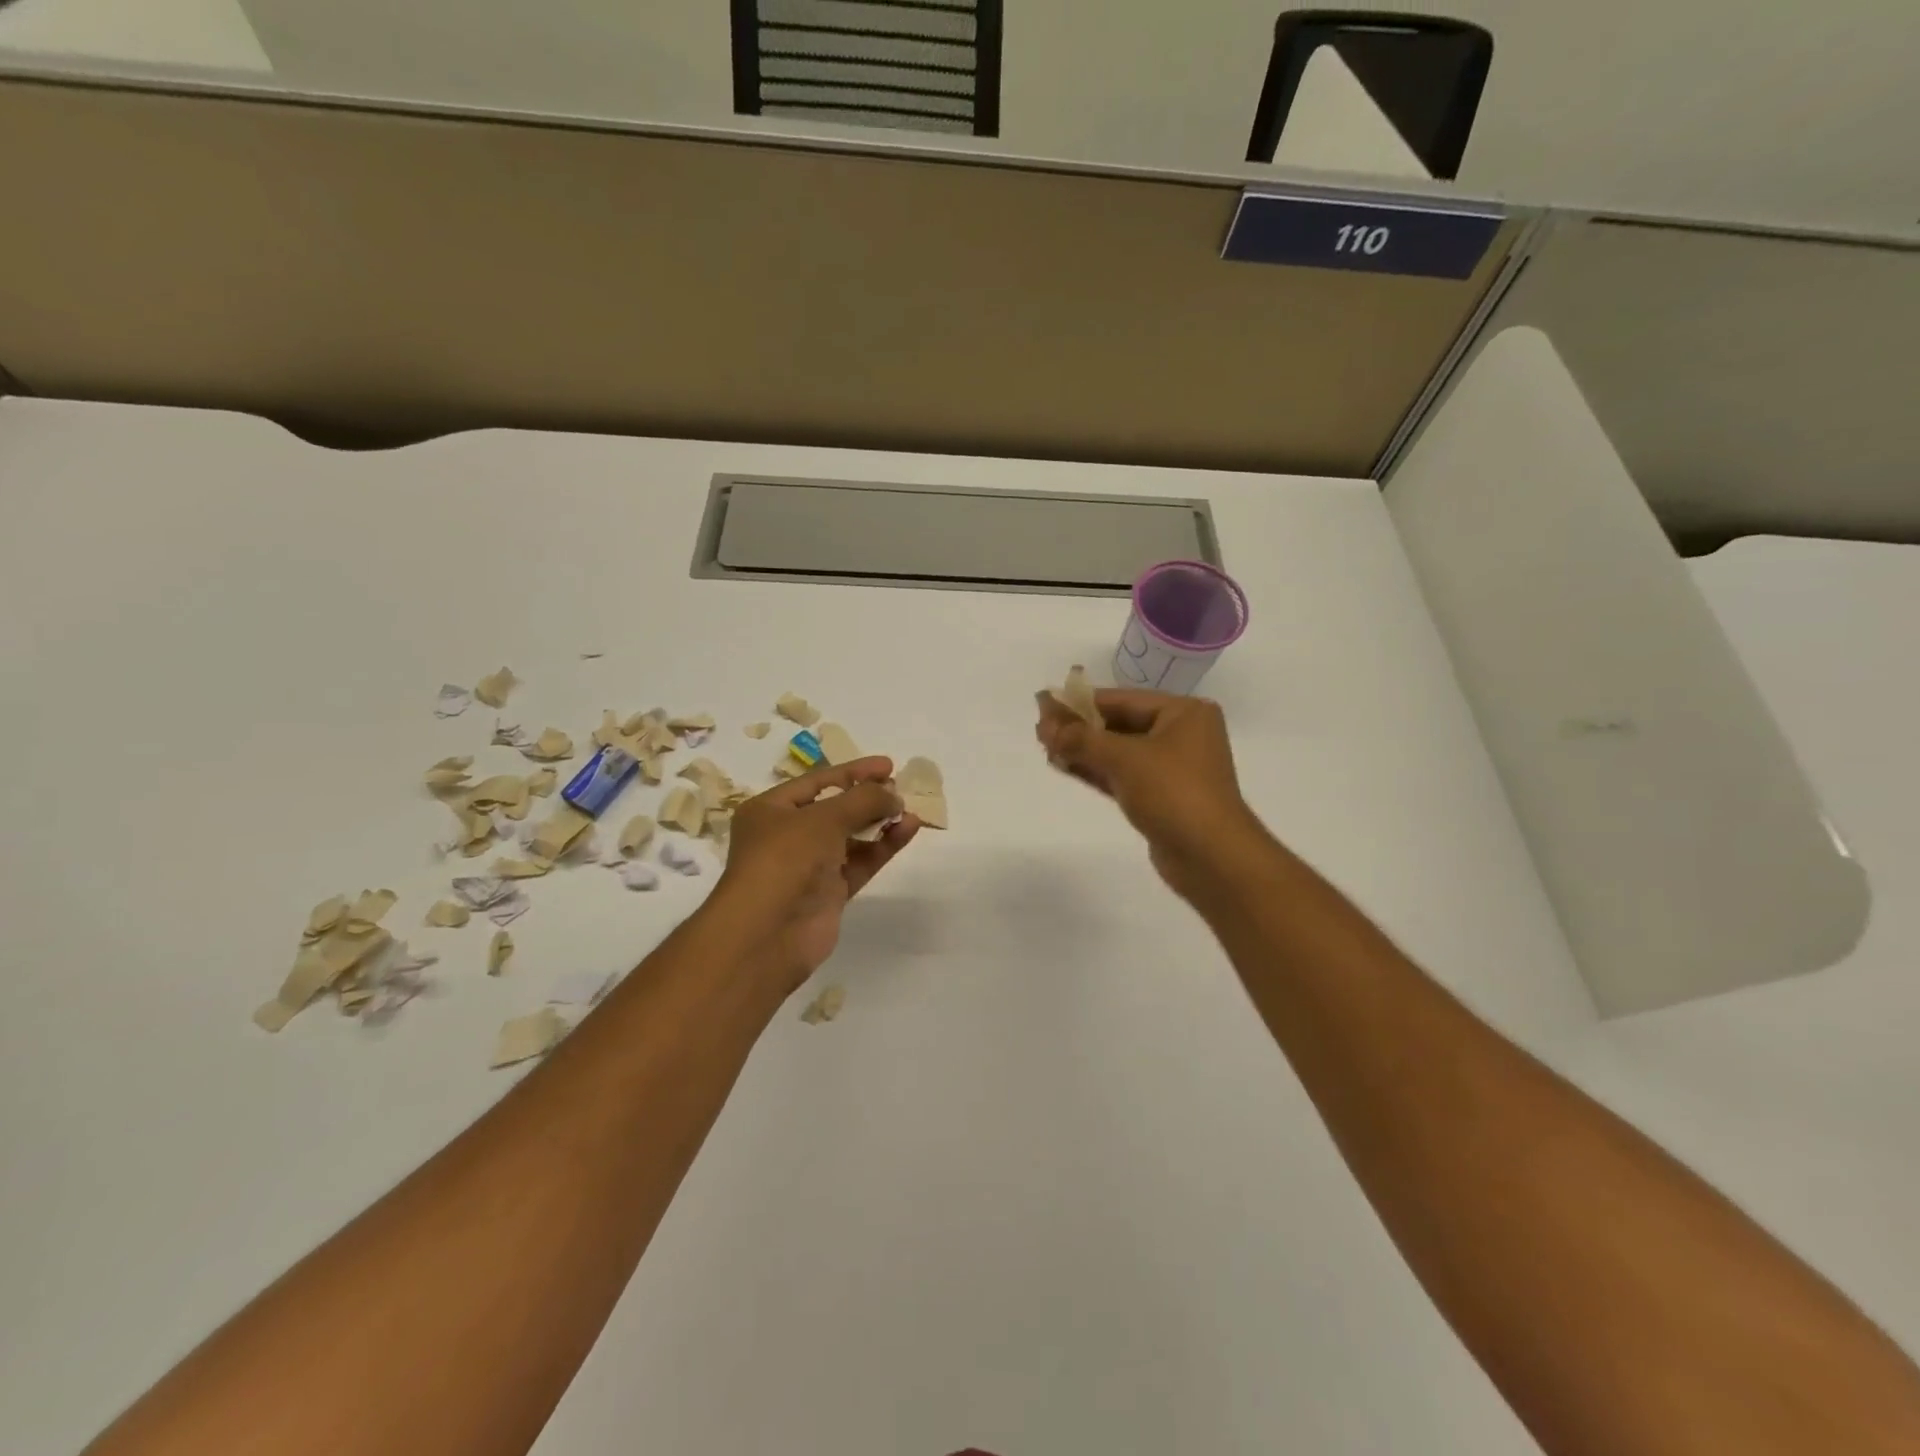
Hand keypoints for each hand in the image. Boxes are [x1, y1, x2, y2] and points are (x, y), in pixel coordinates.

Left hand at [710, 757, 917, 990]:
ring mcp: (809, 866)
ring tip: (910, 811)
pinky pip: (860, 862)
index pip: (817, 782)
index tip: (888, 765)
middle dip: (868, 797)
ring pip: (851, 837)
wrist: (768, 934)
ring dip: (879, 822)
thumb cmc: (785, 860)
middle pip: (835, 809)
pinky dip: (883, 846)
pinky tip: (908, 830)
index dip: (854, 771)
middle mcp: (787, 836)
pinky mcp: (829, 893)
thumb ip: (863, 800)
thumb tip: (894, 795)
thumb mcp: (824, 818)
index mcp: (770, 810)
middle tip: (901, 788)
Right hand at [1035, 688, 1261, 898]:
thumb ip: (1081, 739)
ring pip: (1118, 752)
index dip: (1080, 702)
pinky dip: (1094, 770)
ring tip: (1045, 747)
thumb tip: (1045, 725)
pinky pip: (1121, 775)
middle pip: (1119, 724)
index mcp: (1184, 713)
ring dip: (1083, 750)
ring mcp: (1171, 768)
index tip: (1044, 703)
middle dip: (1079, 727)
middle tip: (1040, 729)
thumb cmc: (1173, 793)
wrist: (1212, 857)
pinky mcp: (1160, 797)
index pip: (1122, 700)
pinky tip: (1063, 766)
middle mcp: (1181, 735)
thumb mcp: (1124, 758)